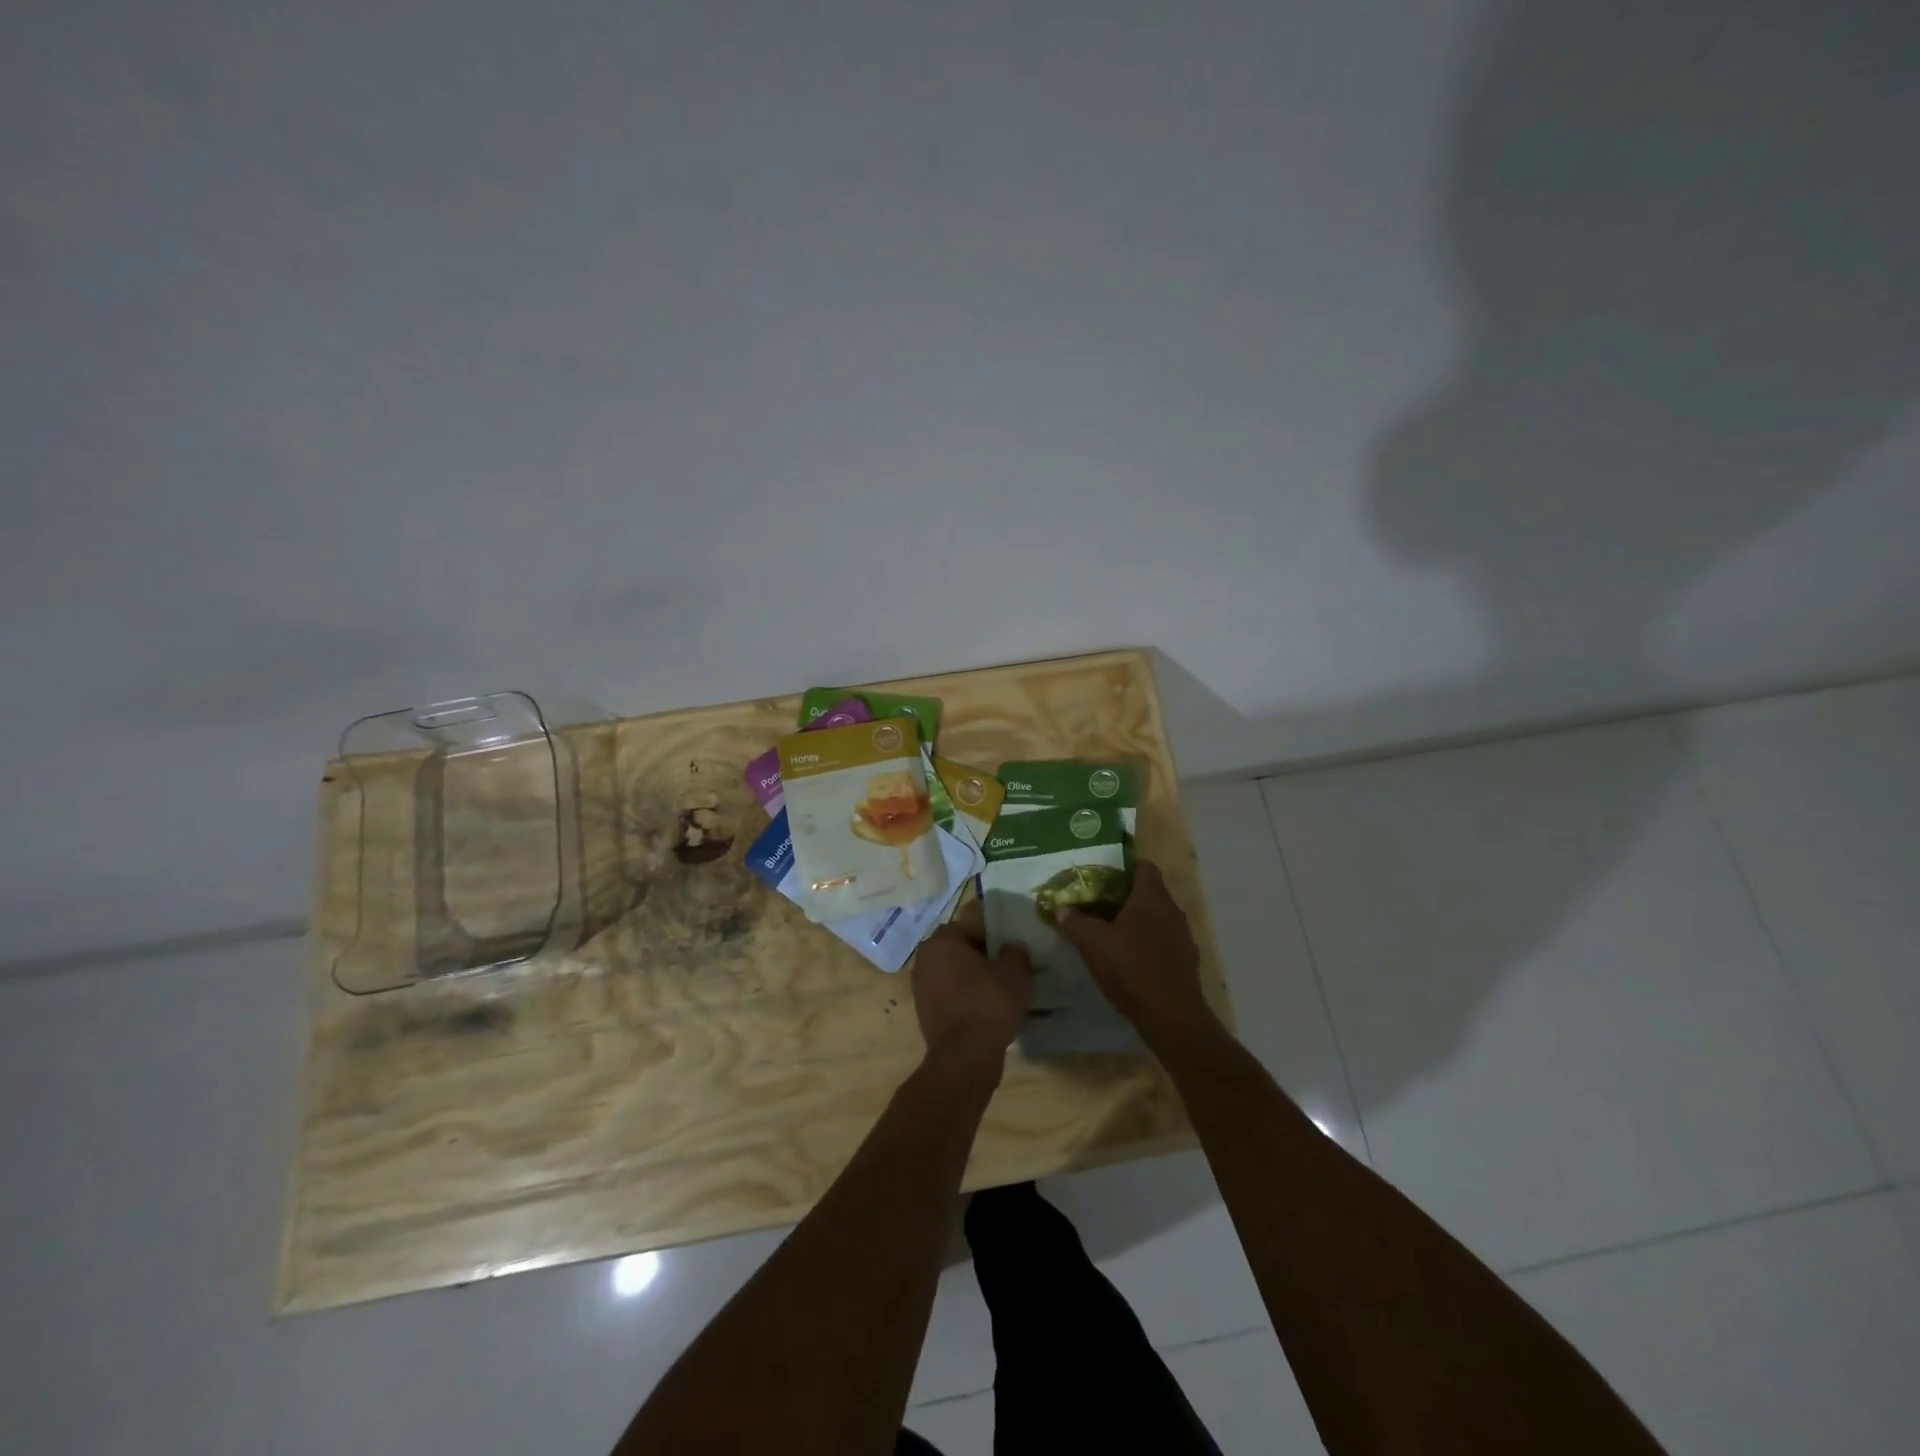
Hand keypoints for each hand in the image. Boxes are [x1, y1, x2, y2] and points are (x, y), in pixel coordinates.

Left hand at [911, 903, 1033, 1068]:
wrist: (965, 1055)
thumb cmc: (989, 1002)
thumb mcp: (1014, 971)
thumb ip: (1015, 952)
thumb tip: (1013, 948)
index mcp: (942, 940)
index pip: (969, 926)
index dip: (992, 936)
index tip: (1009, 950)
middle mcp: (924, 959)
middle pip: (957, 949)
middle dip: (979, 956)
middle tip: (1005, 968)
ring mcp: (920, 987)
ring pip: (951, 973)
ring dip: (971, 978)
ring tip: (997, 990)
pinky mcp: (923, 1013)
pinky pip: (948, 995)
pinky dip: (964, 998)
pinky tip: (984, 1010)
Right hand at [1056, 860, 1214, 1037]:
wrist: (1172, 1017)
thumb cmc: (1131, 969)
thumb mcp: (1092, 943)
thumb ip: (1074, 922)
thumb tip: (1061, 908)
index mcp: (1151, 897)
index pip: (1143, 866)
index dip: (1123, 868)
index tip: (1102, 878)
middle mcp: (1172, 910)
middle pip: (1149, 892)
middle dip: (1125, 896)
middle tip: (1098, 906)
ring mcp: (1183, 936)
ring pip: (1157, 917)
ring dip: (1138, 921)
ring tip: (1112, 934)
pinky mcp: (1186, 960)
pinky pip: (1164, 940)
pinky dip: (1148, 943)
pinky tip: (1131, 960)